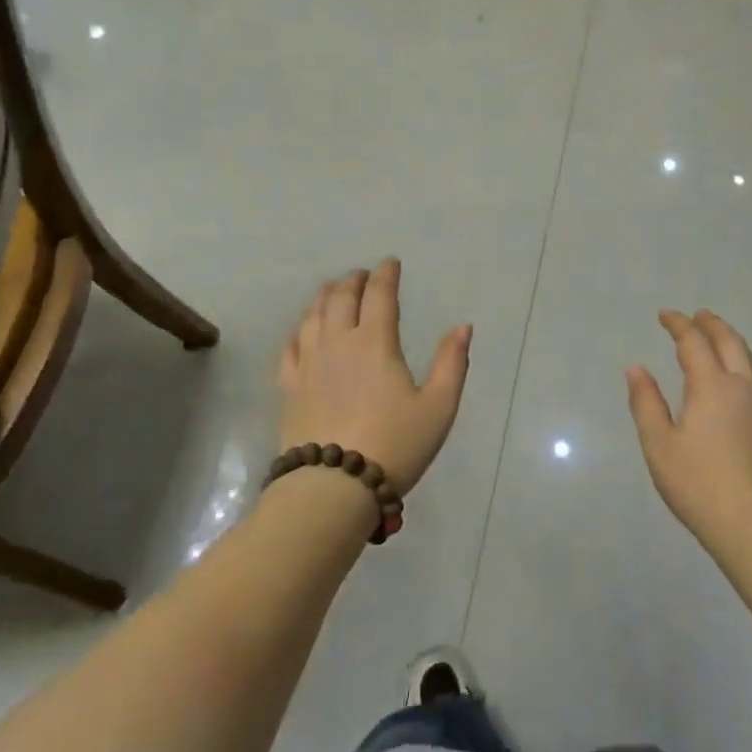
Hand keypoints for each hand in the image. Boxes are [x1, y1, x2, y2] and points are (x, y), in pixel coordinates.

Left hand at [278, 259, 472, 496]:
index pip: (379, 294)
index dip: (386, 274)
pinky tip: (303, 330)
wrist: (332, 488)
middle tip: (362, 275)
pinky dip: (300, 329)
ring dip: (325, 297)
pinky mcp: (289, 387)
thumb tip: (463, 327)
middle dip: (353, 280)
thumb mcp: (438, 408)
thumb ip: (452, 363)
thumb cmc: (394, 446)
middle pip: (341, 298)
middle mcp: (337, 343)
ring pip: (313, 316)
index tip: (391, 263)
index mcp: (375, 342)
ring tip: (333, 291)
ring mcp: (308, 364)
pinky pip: (290, 346)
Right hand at [625, 309, 751, 555]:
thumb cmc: (699, 485)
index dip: (679, 325)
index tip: (665, 315)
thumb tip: (636, 369)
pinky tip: (739, 383)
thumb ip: (646, 403)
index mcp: (712, 387)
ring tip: (722, 339)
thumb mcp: (659, 445)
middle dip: (712, 324)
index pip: (694, 342)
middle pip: (731, 343)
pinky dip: (747, 366)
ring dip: (735, 342)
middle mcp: (744, 388)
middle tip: (698, 315)